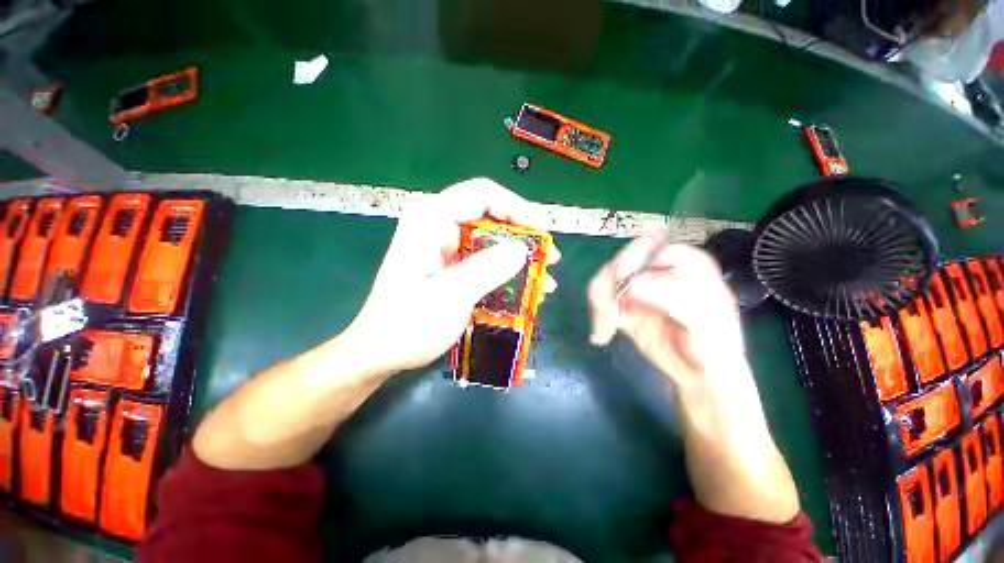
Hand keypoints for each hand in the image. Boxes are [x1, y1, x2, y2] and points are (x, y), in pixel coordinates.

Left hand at [344, 178, 557, 375]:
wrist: (381, 353)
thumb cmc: (407, 325)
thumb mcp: (450, 296)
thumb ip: (486, 269)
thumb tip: (522, 249)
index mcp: (431, 221)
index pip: (481, 194)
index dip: (517, 207)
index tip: (542, 231)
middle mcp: (440, 228)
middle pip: (491, 217)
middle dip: (523, 238)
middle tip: (548, 260)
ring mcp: (447, 249)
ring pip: (492, 242)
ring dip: (520, 260)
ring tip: (544, 281)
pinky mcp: (453, 268)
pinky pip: (486, 262)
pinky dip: (507, 274)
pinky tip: (525, 291)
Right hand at [587, 238, 746, 400]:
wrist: (700, 375)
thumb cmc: (714, 346)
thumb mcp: (704, 320)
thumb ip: (673, 296)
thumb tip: (632, 284)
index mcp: (685, 262)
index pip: (650, 245)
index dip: (632, 260)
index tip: (624, 284)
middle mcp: (658, 270)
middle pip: (620, 262)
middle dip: (609, 285)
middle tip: (609, 313)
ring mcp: (638, 288)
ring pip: (605, 281)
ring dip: (600, 304)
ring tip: (604, 329)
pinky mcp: (624, 306)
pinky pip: (601, 301)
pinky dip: (597, 316)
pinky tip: (602, 335)